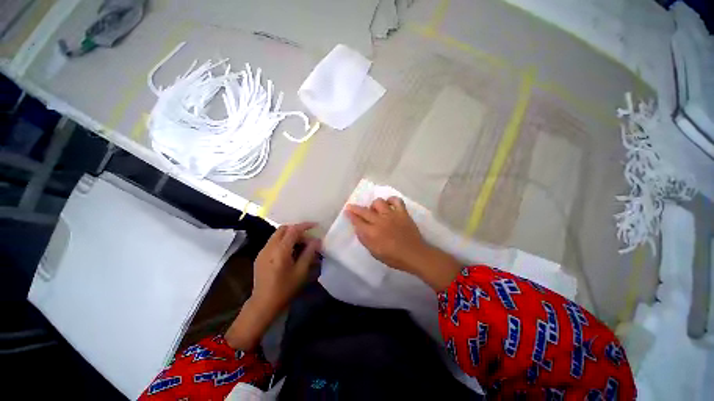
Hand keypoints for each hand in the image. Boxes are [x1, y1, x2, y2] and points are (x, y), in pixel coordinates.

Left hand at [226, 222, 319, 349]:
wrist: (263, 304)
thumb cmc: (285, 289)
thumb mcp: (301, 271)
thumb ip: (309, 253)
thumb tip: (317, 241)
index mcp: (280, 250)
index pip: (293, 230)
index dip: (305, 226)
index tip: (315, 225)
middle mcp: (270, 247)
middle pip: (284, 229)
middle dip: (297, 229)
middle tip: (308, 238)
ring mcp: (263, 251)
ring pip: (278, 235)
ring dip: (290, 235)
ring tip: (301, 245)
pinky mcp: (260, 256)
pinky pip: (274, 242)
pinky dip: (284, 241)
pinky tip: (290, 252)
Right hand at [345, 197, 460, 290]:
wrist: (414, 254)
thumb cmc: (393, 257)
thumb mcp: (375, 253)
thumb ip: (365, 239)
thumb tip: (359, 228)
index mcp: (372, 233)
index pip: (357, 221)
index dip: (351, 215)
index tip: (347, 211)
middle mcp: (380, 221)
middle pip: (364, 211)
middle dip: (355, 208)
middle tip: (351, 206)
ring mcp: (392, 215)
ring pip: (379, 202)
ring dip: (374, 205)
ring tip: (375, 210)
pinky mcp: (402, 213)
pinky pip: (396, 200)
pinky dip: (391, 200)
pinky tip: (389, 204)